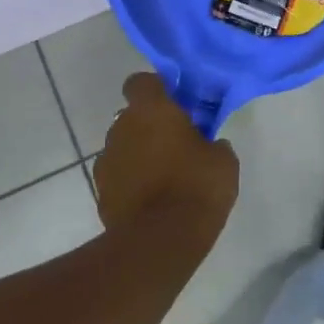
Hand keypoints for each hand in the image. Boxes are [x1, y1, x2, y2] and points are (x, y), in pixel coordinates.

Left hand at [95, 74, 239, 257]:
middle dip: (152, 126)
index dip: (157, 89)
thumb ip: (212, 143)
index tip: (176, 104)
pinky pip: (119, 176)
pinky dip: (133, 182)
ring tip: (166, 177)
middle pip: (133, 116)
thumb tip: (207, 145)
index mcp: (152, 111)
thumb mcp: (223, 160)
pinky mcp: (100, 192)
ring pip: (125, 147)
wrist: (159, 241)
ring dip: (141, 154)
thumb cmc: (196, 187)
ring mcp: (106, 162)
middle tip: (178, 143)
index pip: (141, 82)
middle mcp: (121, 128)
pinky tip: (153, 199)